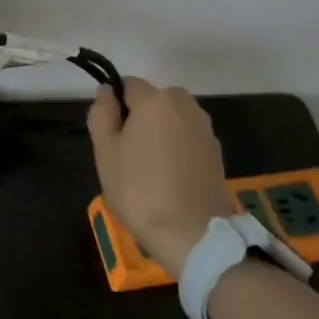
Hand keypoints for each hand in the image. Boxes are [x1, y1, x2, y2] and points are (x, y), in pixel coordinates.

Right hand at [88, 77, 232, 278]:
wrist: (193, 234)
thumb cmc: (140, 190)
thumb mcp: (105, 152)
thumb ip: (102, 114)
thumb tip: (107, 92)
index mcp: (155, 100)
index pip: (128, 84)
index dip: (115, 105)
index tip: (110, 134)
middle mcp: (185, 105)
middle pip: (154, 99)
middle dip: (140, 116)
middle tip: (127, 152)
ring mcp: (205, 128)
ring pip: (172, 118)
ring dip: (160, 131)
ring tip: (149, 167)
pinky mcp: (217, 151)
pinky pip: (188, 137)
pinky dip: (177, 148)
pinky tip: (170, 177)